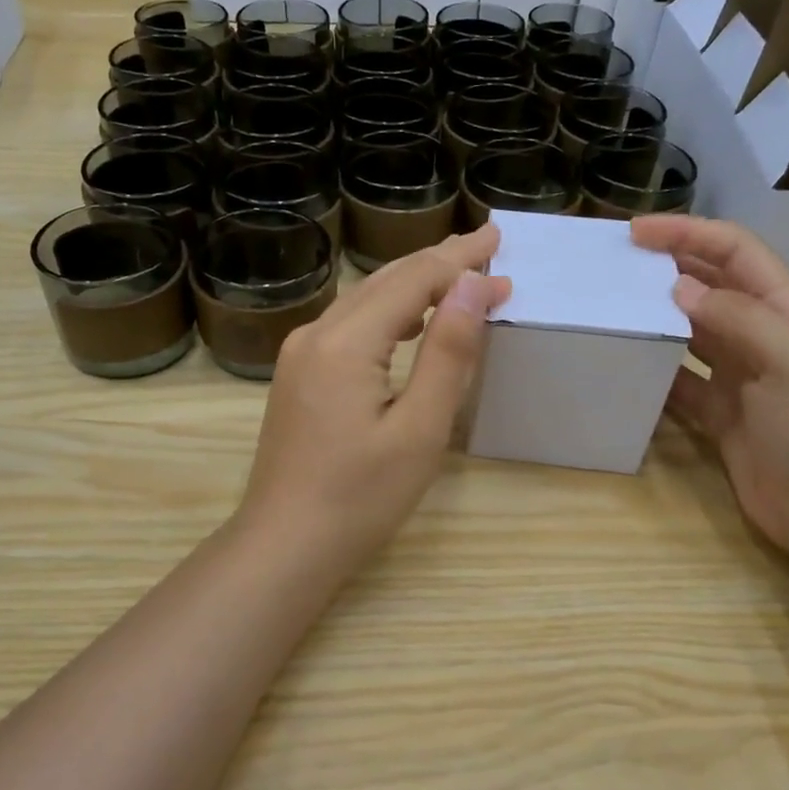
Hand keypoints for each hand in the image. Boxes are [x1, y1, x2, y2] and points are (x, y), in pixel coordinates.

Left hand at [237, 224, 511, 569]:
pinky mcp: (298, 377)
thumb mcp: (420, 429)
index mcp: (346, 342)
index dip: (461, 264)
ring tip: (457, 275)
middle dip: (438, 261)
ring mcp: (300, 355)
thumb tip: (473, 286)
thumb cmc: (360, 497)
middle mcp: (316, 335)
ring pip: (364, 301)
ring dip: (413, 284)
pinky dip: (387, 313)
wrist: (285, 544)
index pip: (413, 280)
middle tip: (486, 245)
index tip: (503, 251)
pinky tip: (408, 322)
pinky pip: (349, 326)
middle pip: (385, 281)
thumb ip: (448, 352)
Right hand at [632, 216, 788, 555]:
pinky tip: (626, 362)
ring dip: (658, 314)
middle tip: (616, 265)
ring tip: (613, 306)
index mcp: (786, 311)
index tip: (637, 233)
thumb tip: (679, 289)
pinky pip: (679, 378)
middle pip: (710, 285)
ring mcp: (738, 374)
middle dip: (668, 266)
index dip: (689, 234)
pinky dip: (655, 368)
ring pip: (691, 329)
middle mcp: (761, 335)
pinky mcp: (718, 411)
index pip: (735, 252)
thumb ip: (738, 318)